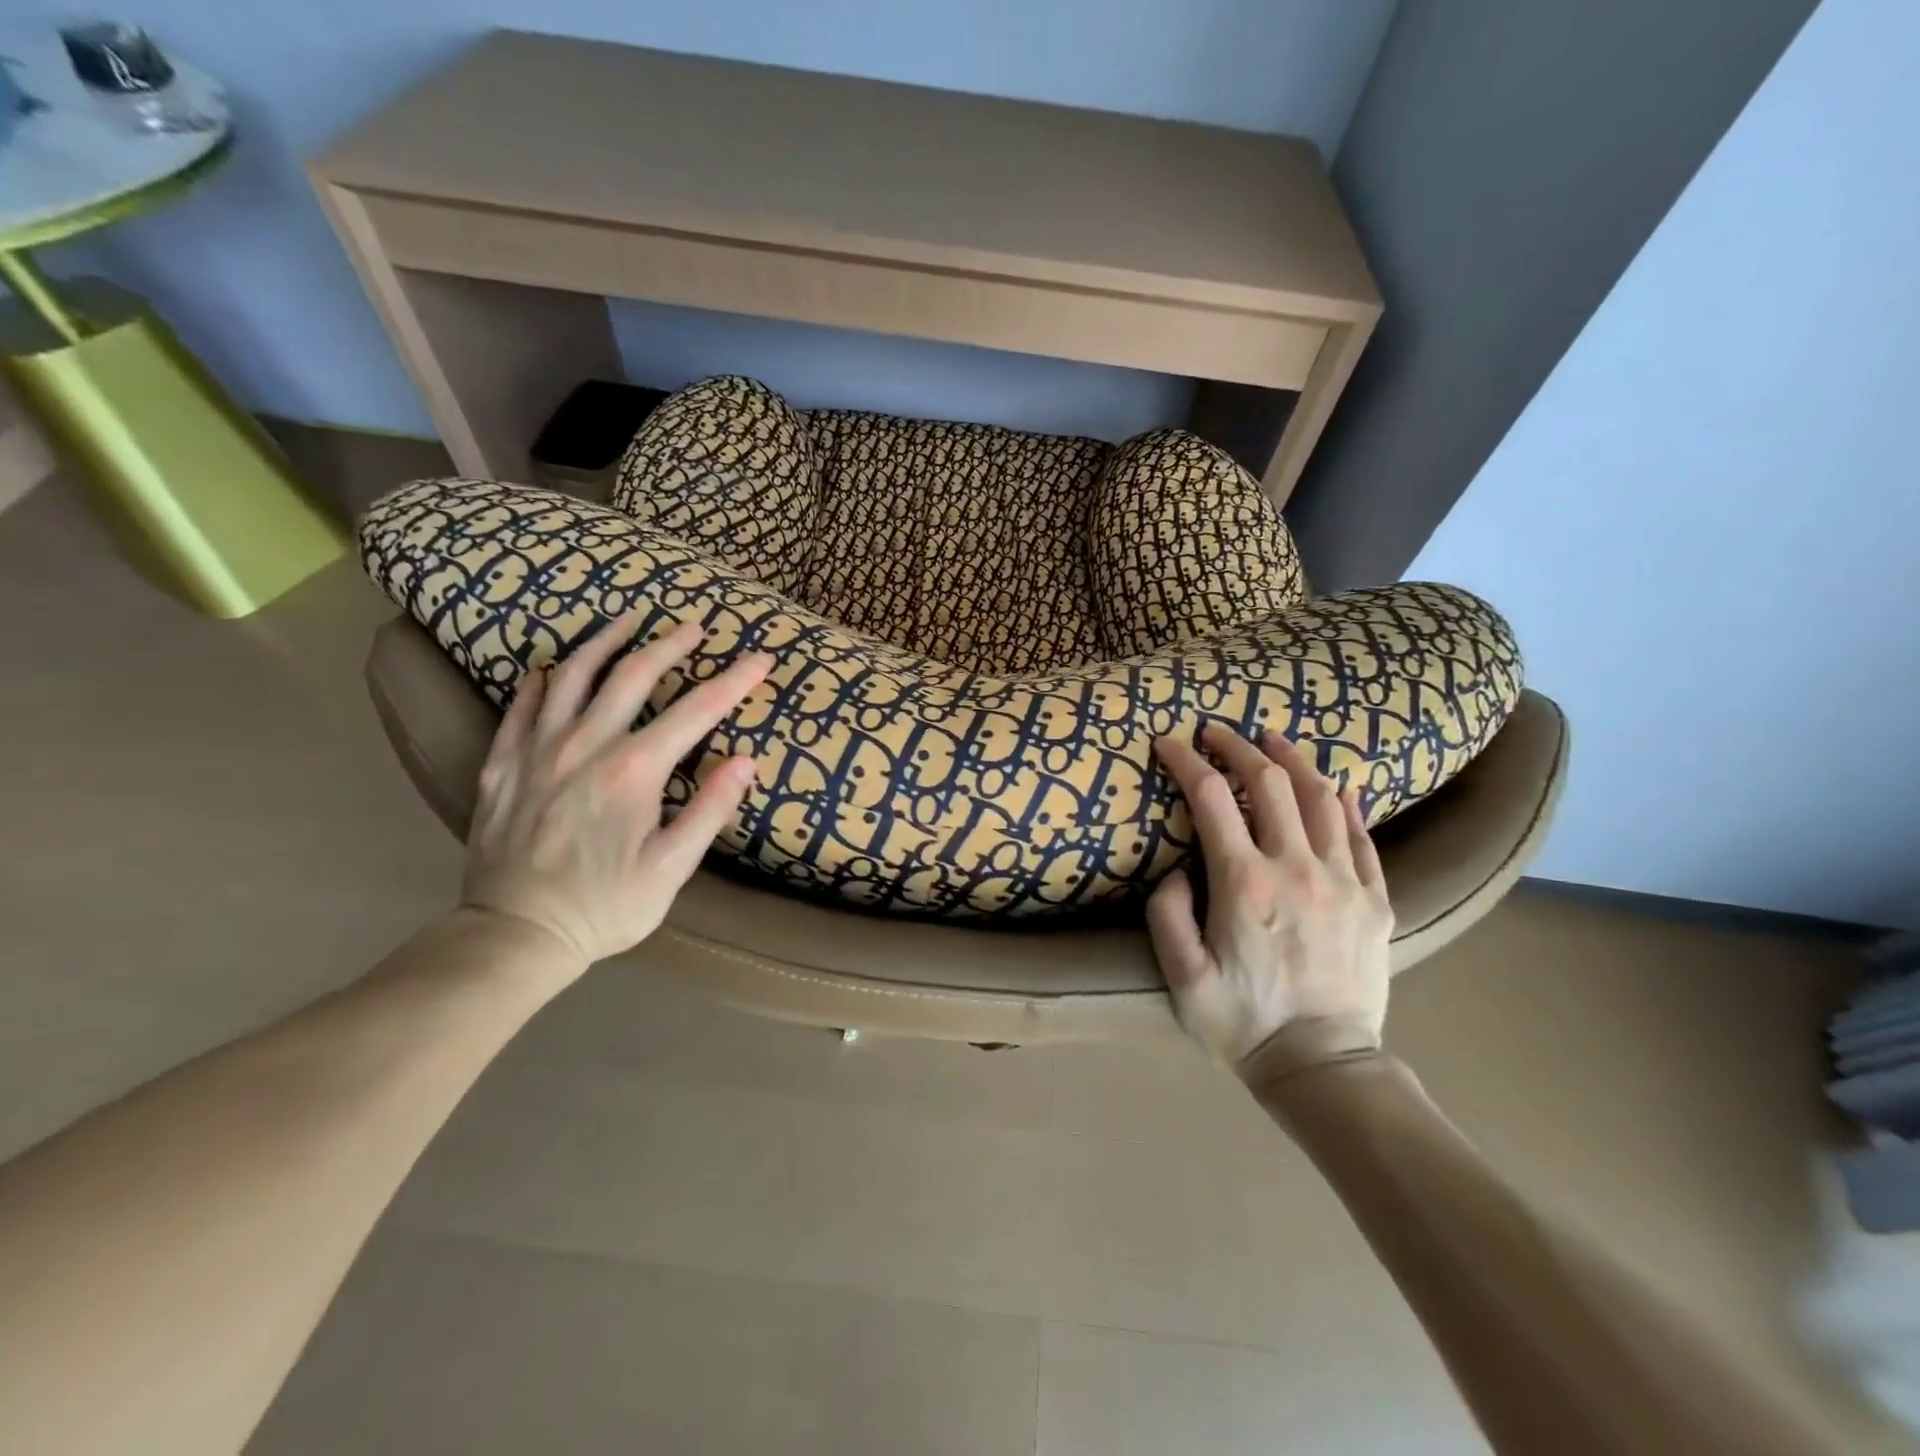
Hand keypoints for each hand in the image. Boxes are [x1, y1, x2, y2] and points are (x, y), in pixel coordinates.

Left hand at [461, 612, 771, 966]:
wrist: (514, 936)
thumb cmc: (605, 907)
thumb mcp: (672, 868)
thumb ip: (709, 810)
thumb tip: (745, 761)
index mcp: (633, 769)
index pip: (696, 710)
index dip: (733, 681)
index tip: (760, 659)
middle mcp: (585, 745)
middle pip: (632, 675)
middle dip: (669, 645)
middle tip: (693, 626)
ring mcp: (537, 751)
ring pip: (572, 677)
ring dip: (603, 642)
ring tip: (625, 621)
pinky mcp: (503, 766)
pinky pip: (519, 709)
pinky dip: (538, 682)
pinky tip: (547, 670)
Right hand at [1149, 724, 1392, 1078]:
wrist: (1323, 1067)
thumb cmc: (1243, 1023)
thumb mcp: (1182, 978)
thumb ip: (1168, 915)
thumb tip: (1178, 871)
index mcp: (1245, 885)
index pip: (1212, 799)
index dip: (1187, 762)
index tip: (1169, 743)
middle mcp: (1297, 869)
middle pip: (1270, 783)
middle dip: (1238, 746)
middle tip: (1216, 732)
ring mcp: (1344, 881)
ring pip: (1322, 798)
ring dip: (1293, 760)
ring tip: (1272, 740)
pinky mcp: (1376, 900)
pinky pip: (1363, 837)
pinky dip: (1347, 803)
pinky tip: (1338, 786)